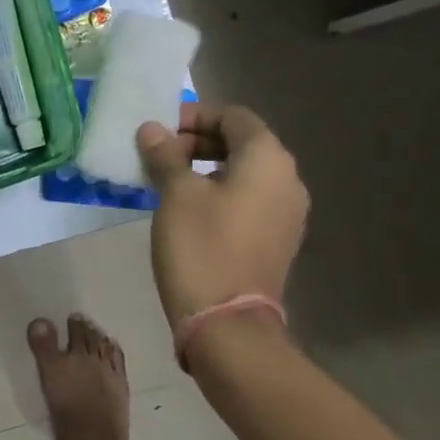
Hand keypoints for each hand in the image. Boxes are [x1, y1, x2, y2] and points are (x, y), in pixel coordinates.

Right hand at [136, 102, 309, 328]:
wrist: (227, 324)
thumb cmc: (201, 247)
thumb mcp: (176, 194)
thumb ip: (165, 155)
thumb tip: (152, 130)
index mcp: (268, 159)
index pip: (234, 116)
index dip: (195, 116)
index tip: (160, 130)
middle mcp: (287, 180)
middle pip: (242, 142)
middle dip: (198, 141)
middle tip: (159, 154)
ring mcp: (287, 213)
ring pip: (244, 172)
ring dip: (206, 167)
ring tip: (167, 180)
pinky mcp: (277, 240)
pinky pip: (248, 199)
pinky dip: (219, 192)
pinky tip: (187, 208)